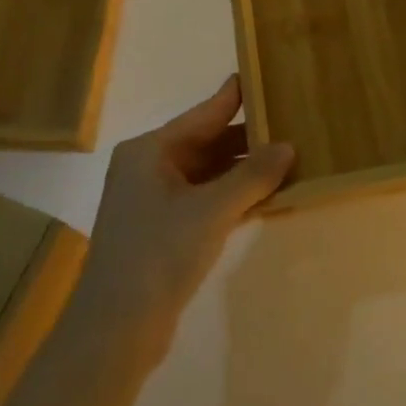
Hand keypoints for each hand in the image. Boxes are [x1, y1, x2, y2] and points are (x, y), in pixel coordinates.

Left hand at [69, 77, 293, 366]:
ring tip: (289, 158)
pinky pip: (205, 200)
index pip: (203, 114)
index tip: (263, 74)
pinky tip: (267, 196)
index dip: (235, 97)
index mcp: (149, 151)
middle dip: (248, 138)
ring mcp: (153, 202)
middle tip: (290, 123)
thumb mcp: (212, 210)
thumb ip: (252, 175)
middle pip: (206, 142)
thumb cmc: (158, 254)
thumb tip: (288, 146)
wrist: (114, 332)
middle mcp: (148, 168)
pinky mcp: (162, 232)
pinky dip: (233, 197)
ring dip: (243, 171)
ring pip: (207, 174)